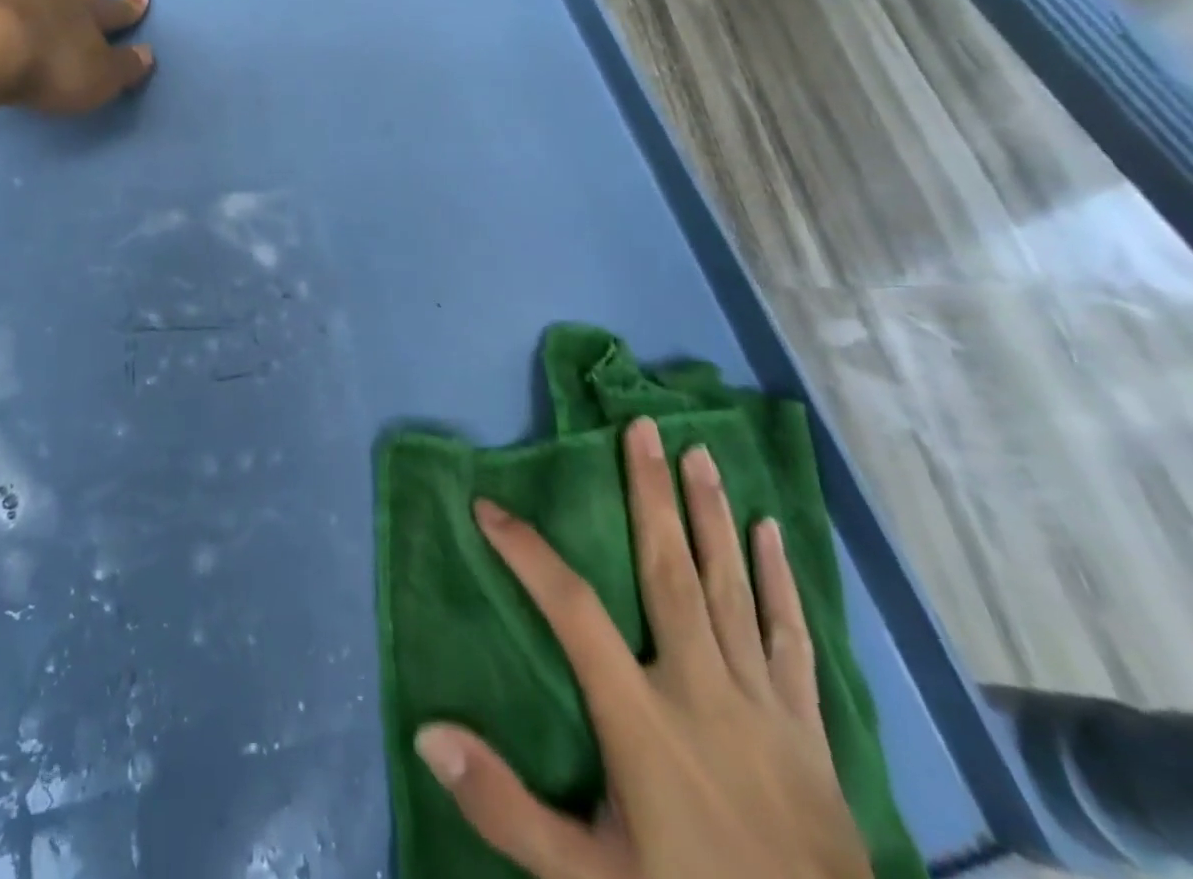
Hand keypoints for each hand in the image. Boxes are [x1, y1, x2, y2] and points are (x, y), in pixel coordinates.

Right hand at [414, 418, 871, 878]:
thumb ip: (507, 807)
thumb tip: (429, 733)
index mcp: (641, 719)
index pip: (572, 611)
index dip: (526, 553)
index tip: (488, 507)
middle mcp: (702, 691)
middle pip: (669, 572)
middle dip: (650, 494)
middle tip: (640, 427)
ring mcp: (763, 704)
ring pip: (731, 587)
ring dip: (710, 515)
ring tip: (698, 451)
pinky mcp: (807, 725)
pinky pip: (790, 635)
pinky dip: (779, 579)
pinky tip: (770, 531)